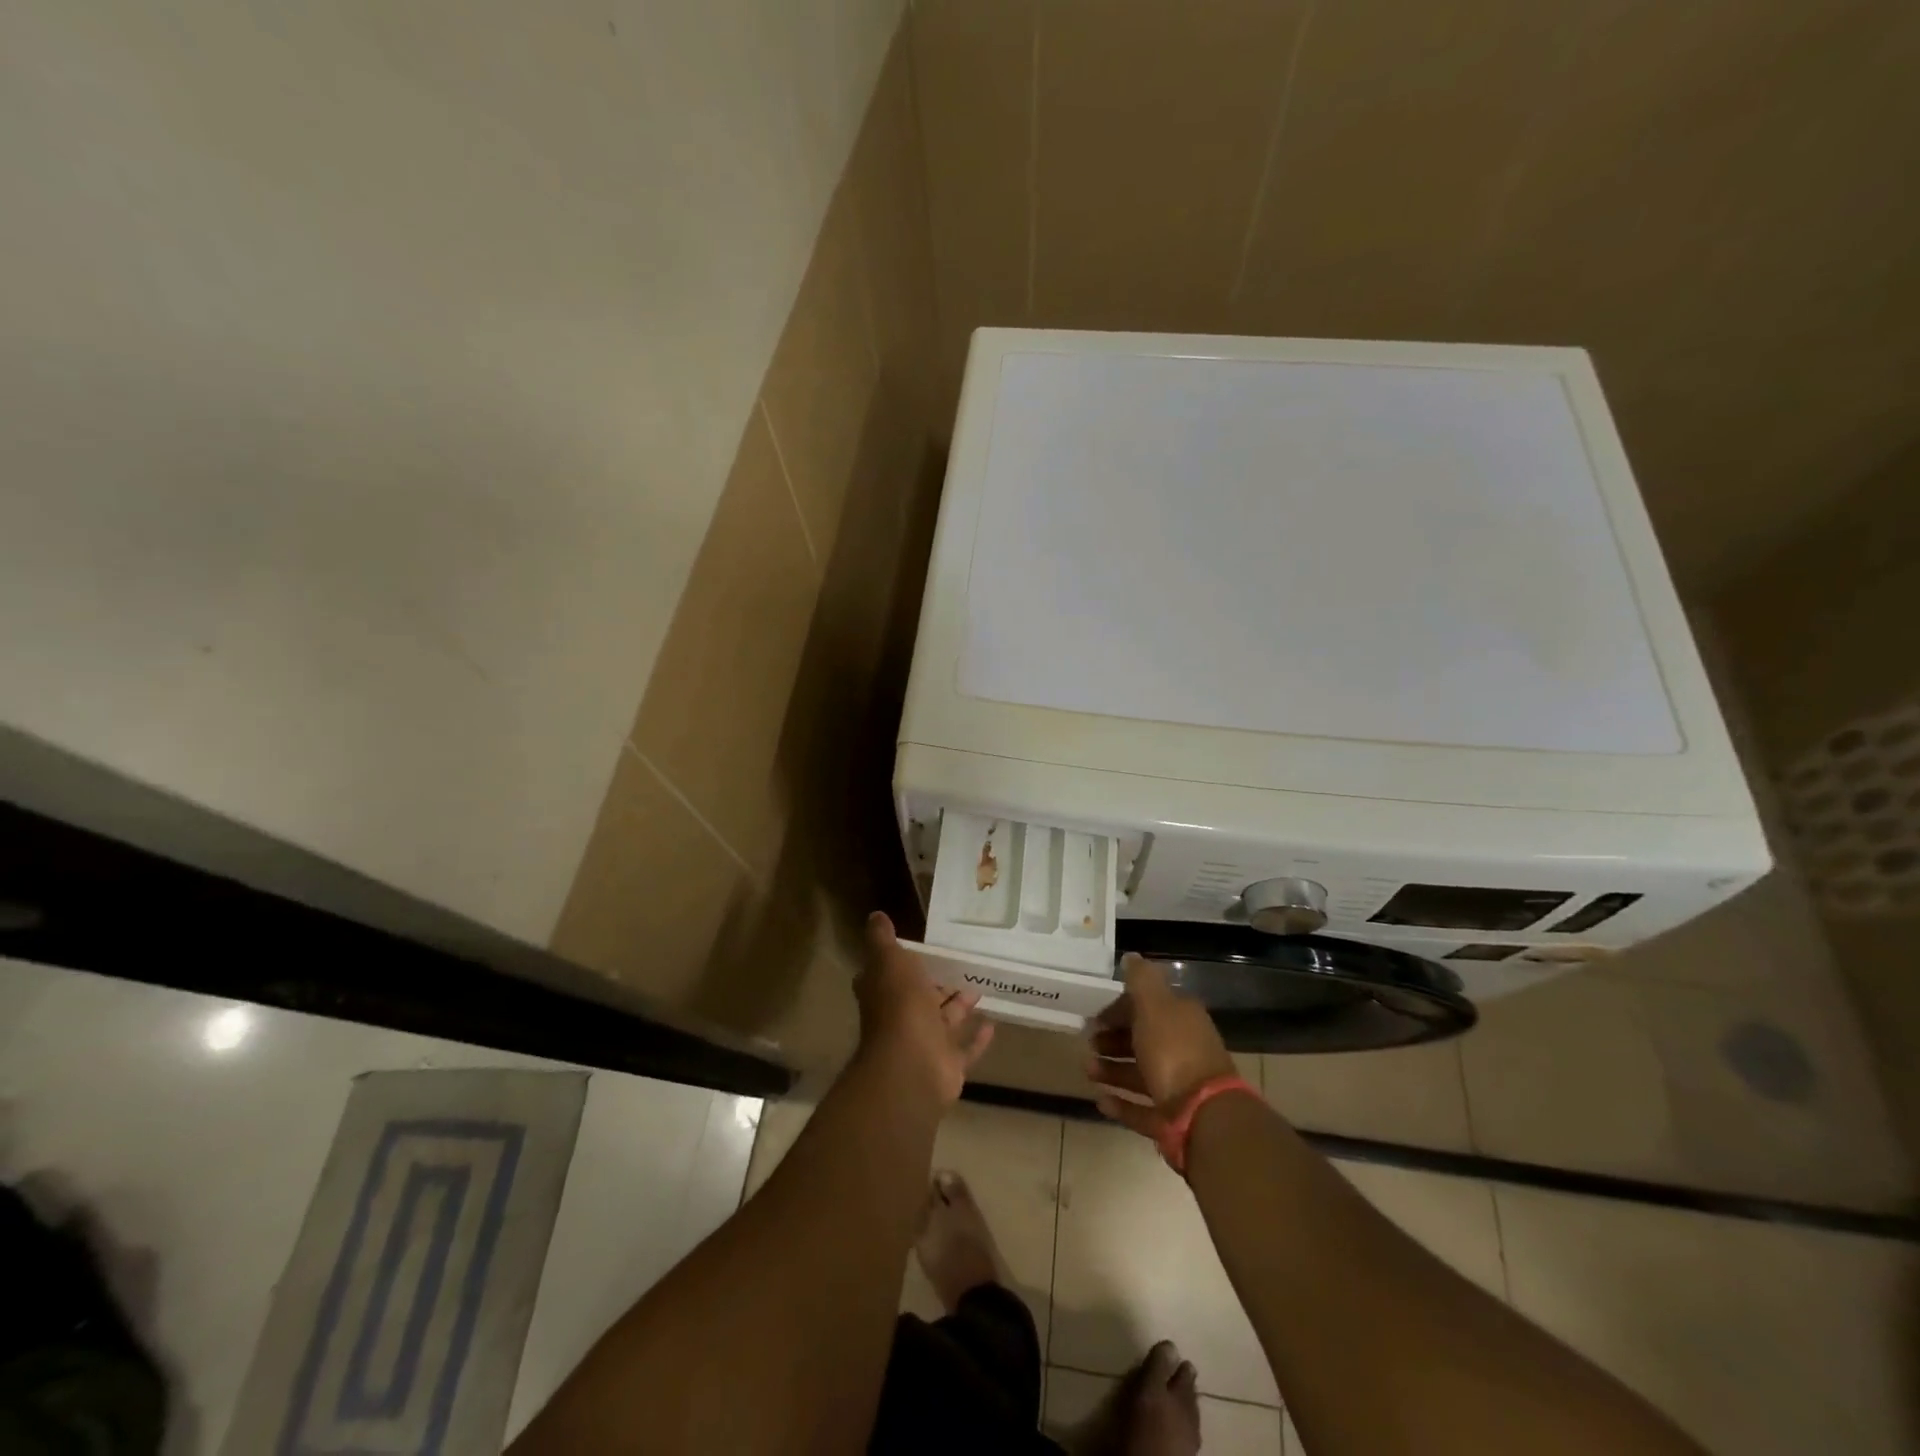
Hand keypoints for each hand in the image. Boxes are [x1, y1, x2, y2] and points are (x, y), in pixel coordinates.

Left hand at [855, 913, 994, 1104]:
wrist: (913, 1065)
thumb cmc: (900, 1006)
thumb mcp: (889, 961)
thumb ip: (882, 940)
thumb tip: (875, 916)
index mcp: (886, 992)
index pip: (887, 975)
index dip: (898, 963)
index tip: (918, 948)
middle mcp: (903, 1018)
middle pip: (921, 997)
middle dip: (937, 983)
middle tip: (960, 964)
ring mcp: (926, 1043)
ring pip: (944, 1021)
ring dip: (960, 1006)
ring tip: (981, 986)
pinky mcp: (948, 1064)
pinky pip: (965, 1049)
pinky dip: (977, 1038)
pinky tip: (993, 1023)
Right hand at [1086, 954, 1238, 1139]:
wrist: (1204, 1116)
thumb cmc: (1174, 1052)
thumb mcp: (1154, 1005)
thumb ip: (1141, 980)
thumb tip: (1131, 956)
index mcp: (1182, 1020)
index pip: (1148, 1007)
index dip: (1121, 1008)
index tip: (1095, 1015)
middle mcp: (1184, 1050)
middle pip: (1143, 1041)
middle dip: (1113, 1040)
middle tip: (1088, 1043)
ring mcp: (1180, 1087)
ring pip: (1140, 1074)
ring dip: (1112, 1071)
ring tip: (1088, 1070)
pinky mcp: (1172, 1119)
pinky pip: (1142, 1109)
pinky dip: (1121, 1104)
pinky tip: (1100, 1100)